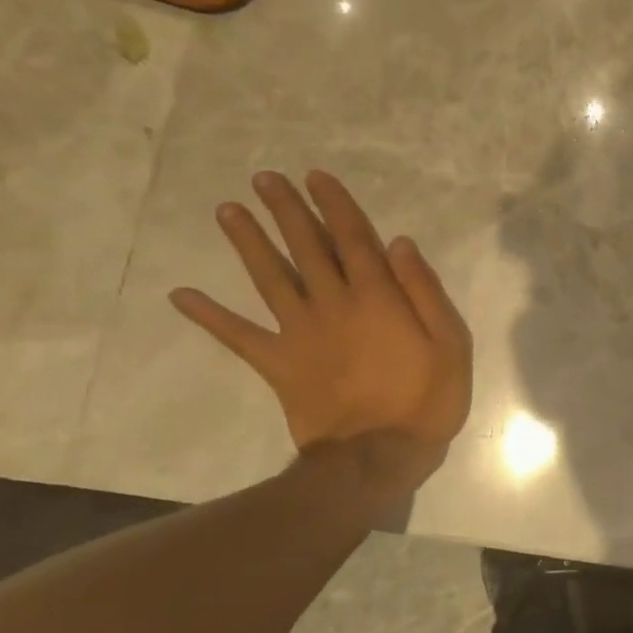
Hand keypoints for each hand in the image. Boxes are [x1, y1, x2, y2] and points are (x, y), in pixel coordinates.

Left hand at [169, 170, 472, 467]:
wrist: (378, 455)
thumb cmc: (426, 397)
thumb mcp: (451, 342)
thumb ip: (425, 290)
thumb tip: (399, 243)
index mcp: (377, 296)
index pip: (354, 238)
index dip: (335, 205)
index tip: (316, 176)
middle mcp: (333, 303)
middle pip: (306, 247)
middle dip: (287, 210)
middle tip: (264, 178)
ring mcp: (300, 333)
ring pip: (269, 278)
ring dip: (248, 242)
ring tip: (226, 210)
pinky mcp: (278, 364)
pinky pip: (238, 337)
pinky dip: (210, 316)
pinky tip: (181, 295)